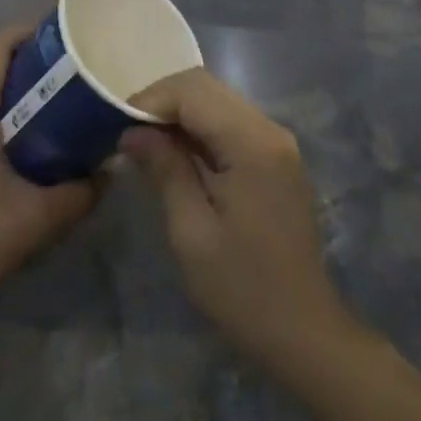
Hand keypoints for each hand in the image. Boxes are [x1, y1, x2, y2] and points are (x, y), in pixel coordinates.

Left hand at [0, 25, 98, 326]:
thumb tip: (112, 168)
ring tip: (46, 100)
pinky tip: (10, 133)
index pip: (1, 43)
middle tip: (67, 73)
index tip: (69, 42)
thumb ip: (81, 190)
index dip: (35, 33)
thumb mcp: (36, 218)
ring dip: (5, 82)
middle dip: (27, 59)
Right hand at [121, 69, 353, 369]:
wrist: (304, 333)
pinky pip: (230, 123)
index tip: (116, 124)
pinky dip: (199, 128)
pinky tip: (177, 155)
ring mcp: (276, 142)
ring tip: (146, 143)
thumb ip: (165, 170)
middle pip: (206, 87)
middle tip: (127, 132)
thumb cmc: (243, 289)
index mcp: (251, 142)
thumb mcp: (191, 232)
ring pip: (218, 101)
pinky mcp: (276, 157)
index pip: (192, 91)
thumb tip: (132, 131)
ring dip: (179, 113)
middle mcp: (269, 128)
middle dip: (162, 101)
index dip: (150, 99)